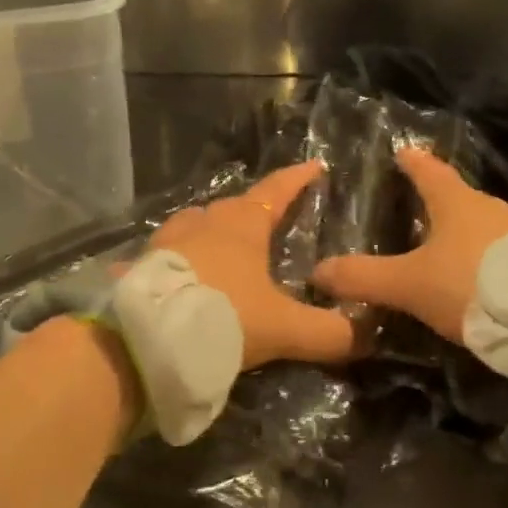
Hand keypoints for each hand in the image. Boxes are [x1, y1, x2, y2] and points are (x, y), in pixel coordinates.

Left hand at [148, 161, 357, 368]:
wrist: (145, 340)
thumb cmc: (223, 317)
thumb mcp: (284, 329)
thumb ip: (328, 332)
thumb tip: (366, 336)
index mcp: (242, 224)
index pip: (276, 191)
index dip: (297, 179)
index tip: (314, 166)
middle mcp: (204, 222)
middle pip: (234, 206)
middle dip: (254, 210)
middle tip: (271, 221)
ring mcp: (167, 241)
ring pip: (197, 225)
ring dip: (213, 231)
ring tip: (225, 247)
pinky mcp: (141, 265)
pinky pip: (168, 254)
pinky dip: (182, 260)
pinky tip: (184, 278)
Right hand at [312, 149, 507, 344]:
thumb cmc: (473, 284)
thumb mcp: (410, 284)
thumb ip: (364, 278)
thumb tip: (316, 271)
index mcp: (455, 202)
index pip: (428, 170)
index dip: (412, 162)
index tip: (401, 151)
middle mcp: (490, 207)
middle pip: (459, 197)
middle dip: (439, 201)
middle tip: (417, 209)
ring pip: (485, 224)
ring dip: (466, 232)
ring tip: (447, 248)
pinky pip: (507, 251)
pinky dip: (489, 258)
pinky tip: (483, 278)